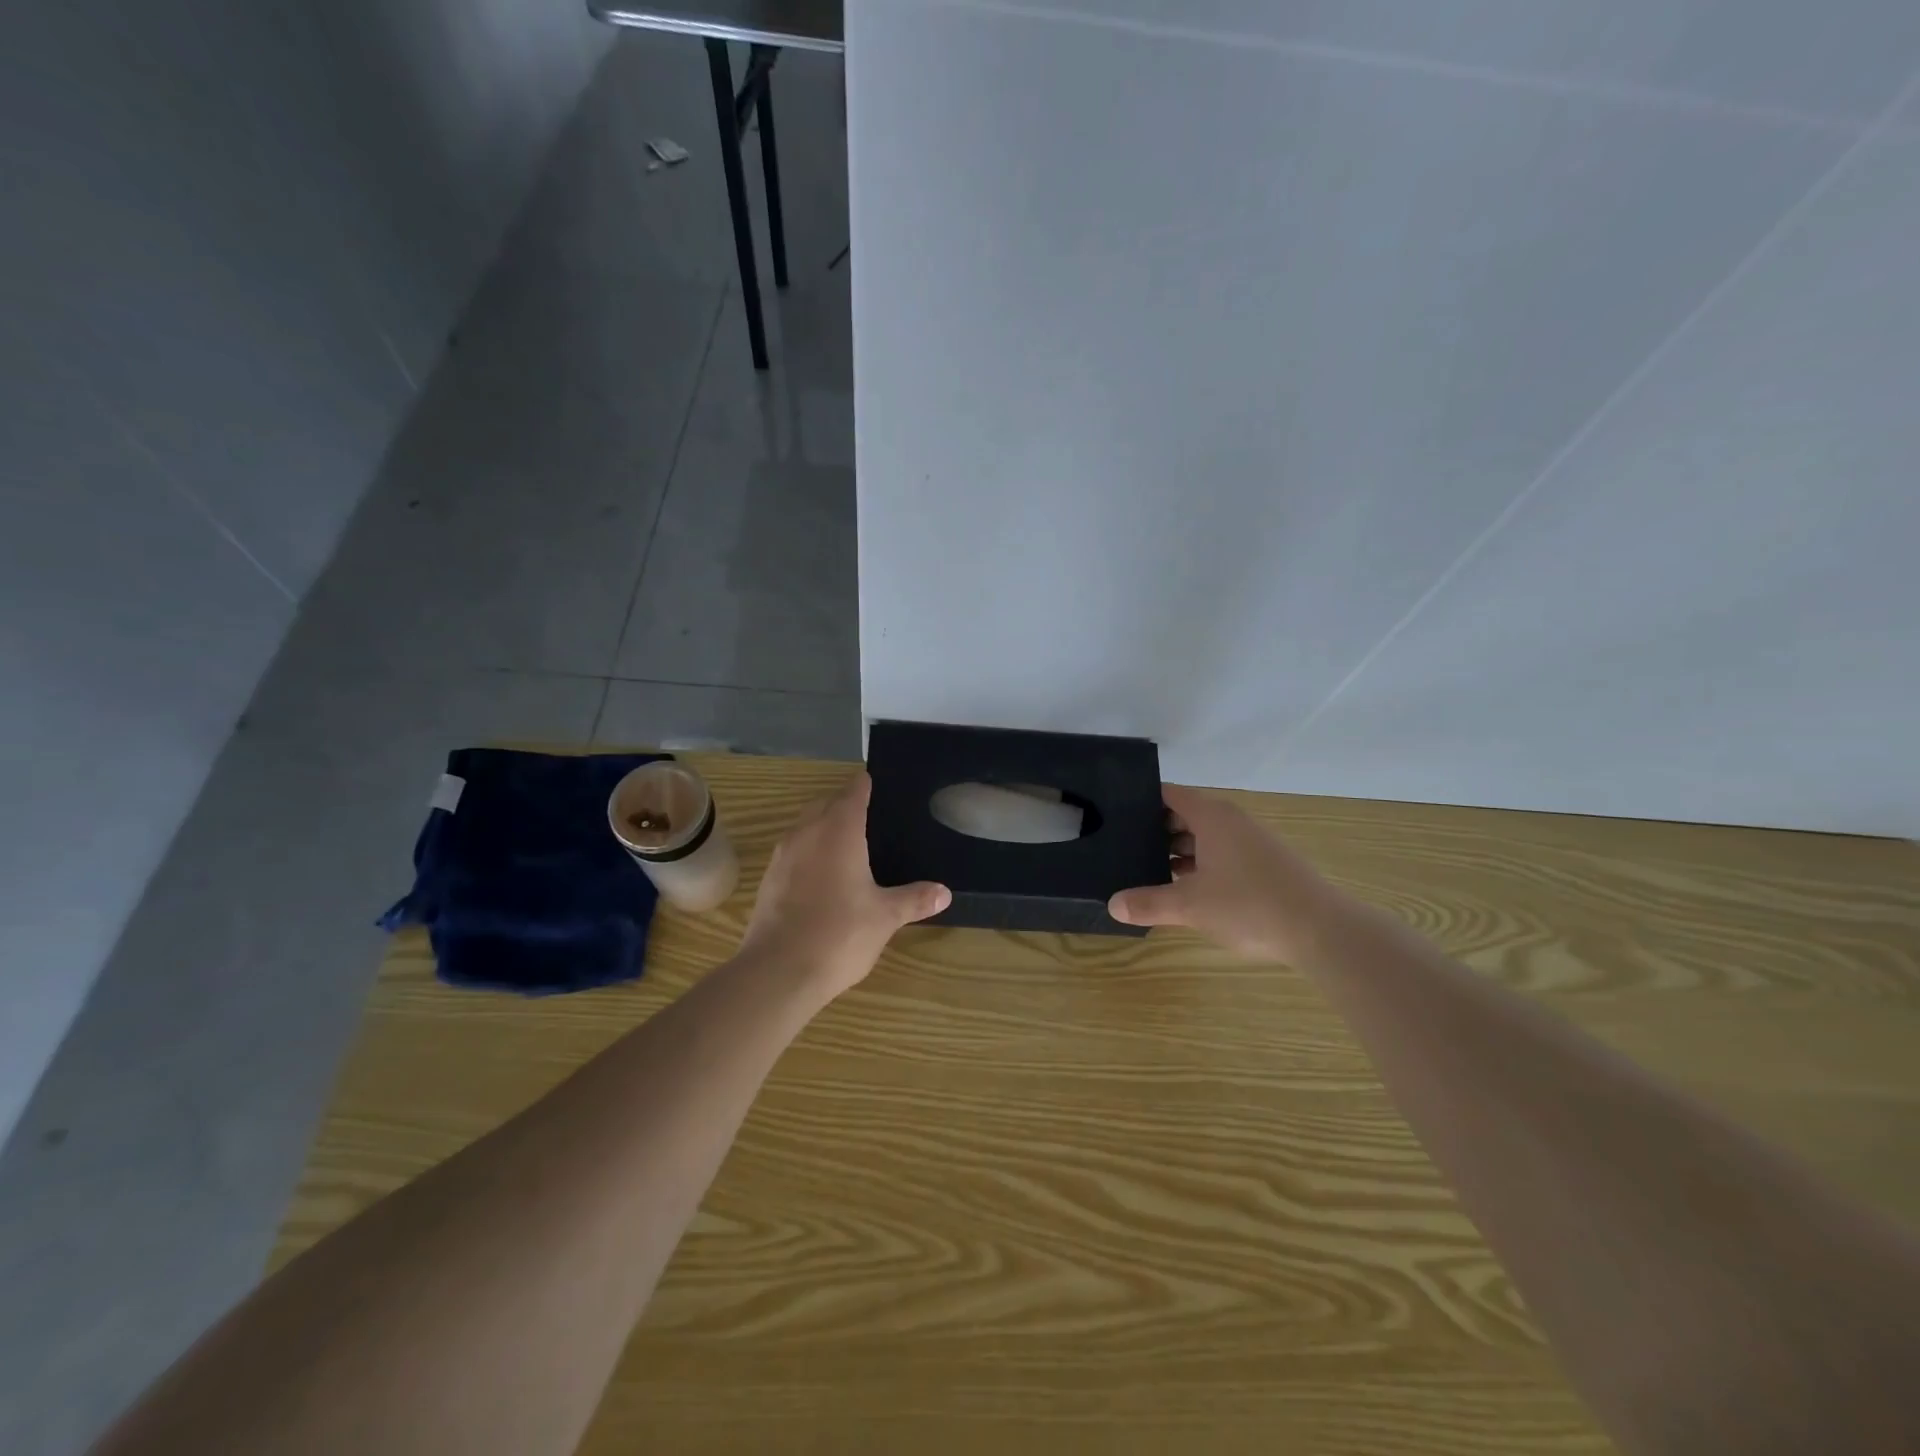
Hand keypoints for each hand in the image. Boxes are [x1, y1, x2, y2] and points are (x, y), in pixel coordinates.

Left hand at [739, 772, 950, 1000]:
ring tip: (848, 847)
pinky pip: (793, 852)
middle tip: (870, 819)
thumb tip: (944, 892)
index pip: (854, 792)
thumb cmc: (840, 934)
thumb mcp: (885, 917)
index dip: (866, 785)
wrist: (777, 971)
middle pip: (825, 804)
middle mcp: (807, 832)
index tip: (878, 784)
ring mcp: (783, 855)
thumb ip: (914, 899)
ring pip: (805, 826)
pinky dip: (808, 854)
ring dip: (823, 828)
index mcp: (839, 830)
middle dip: (844, 805)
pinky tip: (823, 878)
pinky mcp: (768, 879)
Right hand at [1108, 784, 1342, 961]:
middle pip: (1183, 816)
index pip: (1167, 794)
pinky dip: (1197, 867)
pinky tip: (1182, 890)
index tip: (1112, 814)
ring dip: (1176, 853)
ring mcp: (1250, 843)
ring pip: (1202, 839)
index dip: (1139, 801)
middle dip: (1153, 831)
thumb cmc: (1250, 905)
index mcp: (1211, 816)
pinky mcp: (1263, 865)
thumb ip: (1149, 903)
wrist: (1322, 931)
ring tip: (1142, 870)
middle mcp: (1230, 822)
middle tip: (1119, 848)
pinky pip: (1219, 856)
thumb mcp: (1190, 906)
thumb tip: (1112, 905)